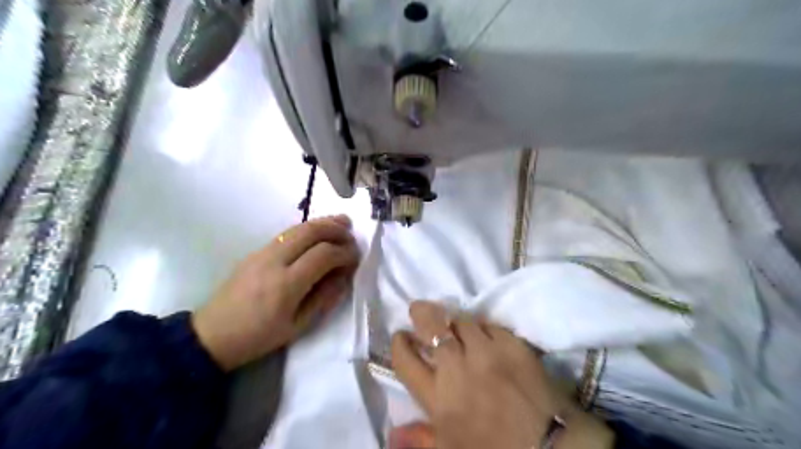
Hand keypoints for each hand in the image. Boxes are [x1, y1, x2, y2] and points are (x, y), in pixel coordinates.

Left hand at [189, 215, 355, 369]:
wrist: (213, 335)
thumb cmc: (259, 337)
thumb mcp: (298, 326)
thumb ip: (325, 297)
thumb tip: (344, 275)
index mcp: (286, 284)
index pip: (324, 254)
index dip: (345, 253)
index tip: (356, 257)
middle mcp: (274, 261)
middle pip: (310, 231)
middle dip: (336, 228)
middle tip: (352, 234)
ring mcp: (262, 252)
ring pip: (298, 227)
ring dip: (322, 223)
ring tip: (341, 223)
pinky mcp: (255, 251)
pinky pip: (287, 233)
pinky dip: (307, 229)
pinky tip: (317, 234)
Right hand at [393, 302, 614, 448]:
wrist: (549, 448)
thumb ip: (419, 439)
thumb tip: (392, 433)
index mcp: (438, 397)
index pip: (405, 361)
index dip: (399, 344)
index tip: (401, 336)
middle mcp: (458, 367)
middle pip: (431, 327)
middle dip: (420, 313)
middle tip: (418, 310)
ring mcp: (487, 351)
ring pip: (461, 320)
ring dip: (453, 320)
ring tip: (453, 323)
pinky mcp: (512, 344)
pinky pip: (489, 325)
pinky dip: (483, 328)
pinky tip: (483, 334)